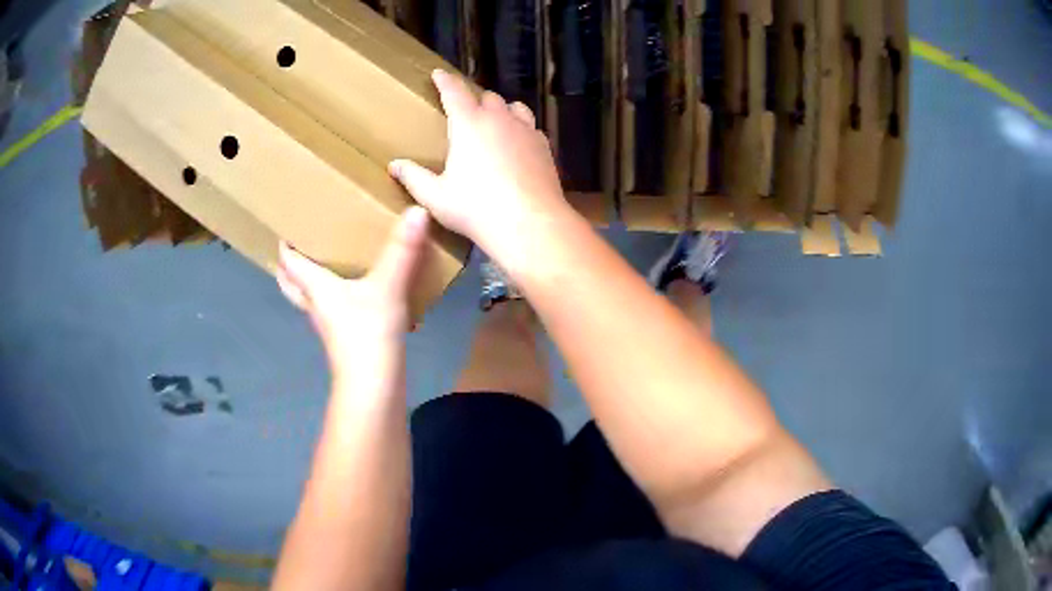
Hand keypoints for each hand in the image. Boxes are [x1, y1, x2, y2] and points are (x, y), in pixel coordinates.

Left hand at [276, 207, 429, 380]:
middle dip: (288, 266)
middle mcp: (317, 304)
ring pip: (310, 298)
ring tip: (325, 261)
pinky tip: (356, 292)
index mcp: (317, 288)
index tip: (286, 224)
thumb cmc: (368, 334)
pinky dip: (335, 298)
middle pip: (291, 284)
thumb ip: (402, 250)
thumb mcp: (387, 287)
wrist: (373, 387)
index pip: (290, 262)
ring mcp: (330, 324)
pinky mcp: (346, 338)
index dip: (285, 244)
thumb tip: (417, 209)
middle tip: (297, 244)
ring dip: (310, 282)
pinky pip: (333, 311)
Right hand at [389, 70, 569, 258]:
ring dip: (501, 110)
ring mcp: (525, 130)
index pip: (454, 91)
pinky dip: (521, 129)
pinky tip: (518, 144)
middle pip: (486, 97)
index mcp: (468, 124)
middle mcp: (499, 119)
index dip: (444, 80)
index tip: (438, 74)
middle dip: (474, 99)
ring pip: (513, 107)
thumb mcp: (436, 196)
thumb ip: (414, 177)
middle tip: (466, 111)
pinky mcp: (544, 146)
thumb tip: (394, 165)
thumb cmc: (476, 208)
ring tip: (495, 122)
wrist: (529, 223)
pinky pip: (531, 127)